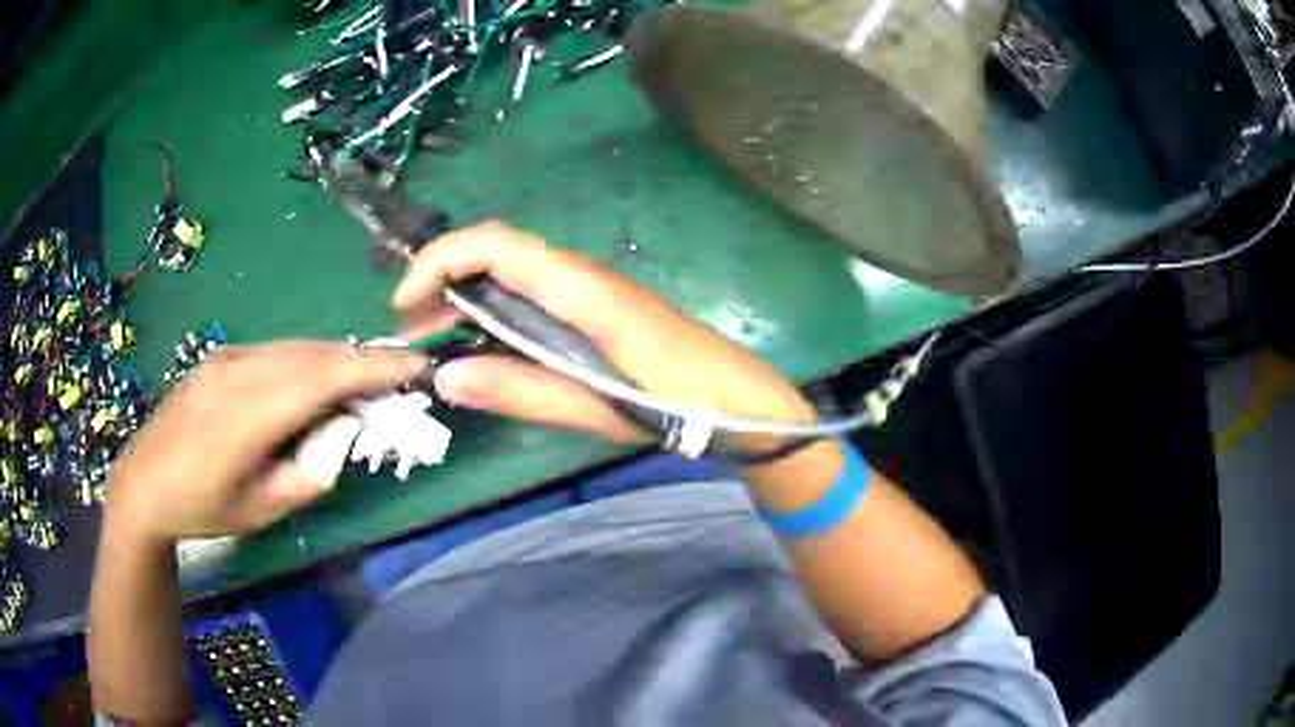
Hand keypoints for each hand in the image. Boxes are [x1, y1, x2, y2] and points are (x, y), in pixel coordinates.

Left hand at [106, 342, 424, 542]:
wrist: (142, 483)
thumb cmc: (201, 508)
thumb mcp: (258, 510)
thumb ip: (306, 476)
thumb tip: (341, 441)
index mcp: (248, 414)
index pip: (324, 377)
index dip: (373, 368)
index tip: (415, 365)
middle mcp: (240, 371)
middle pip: (315, 354)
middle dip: (361, 361)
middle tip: (397, 376)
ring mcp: (227, 358)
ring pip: (296, 347)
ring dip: (334, 359)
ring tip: (361, 381)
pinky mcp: (220, 357)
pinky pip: (275, 350)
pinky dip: (306, 360)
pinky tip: (312, 381)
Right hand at [392, 222, 815, 445]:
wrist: (743, 402)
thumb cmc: (682, 405)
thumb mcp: (597, 407)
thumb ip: (522, 390)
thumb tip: (446, 375)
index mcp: (582, 290)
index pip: (495, 244)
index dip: (440, 261)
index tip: (405, 304)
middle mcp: (583, 275)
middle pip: (497, 252)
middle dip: (443, 280)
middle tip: (412, 331)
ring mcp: (593, 288)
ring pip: (514, 271)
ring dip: (466, 295)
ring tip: (435, 339)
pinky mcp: (600, 306)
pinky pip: (534, 291)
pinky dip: (496, 308)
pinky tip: (485, 343)